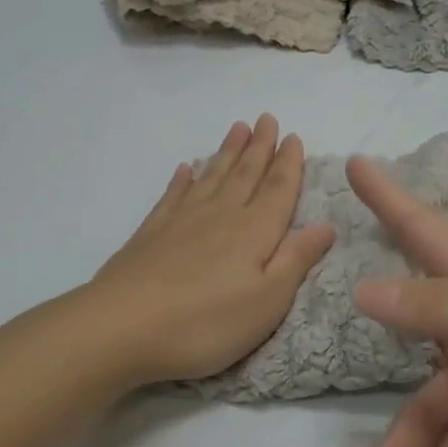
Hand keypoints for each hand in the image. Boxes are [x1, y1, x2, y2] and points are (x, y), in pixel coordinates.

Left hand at [89, 115, 335, 385]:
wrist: (121, 328)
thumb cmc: (205, 323)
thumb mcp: (267, 302)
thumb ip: (295, 260)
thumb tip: (326, 225)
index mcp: (254, 232)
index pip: (277, 190)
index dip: (288, 164)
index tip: (293, 137)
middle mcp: (221, 216)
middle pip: (245, 174)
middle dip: (259, 147)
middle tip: (266, 118)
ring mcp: (182, 222)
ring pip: (212, 177)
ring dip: (227, 152)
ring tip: (237, 128)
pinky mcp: (151, 234)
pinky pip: (173, 196)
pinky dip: (182, 180)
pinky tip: (186, 168)